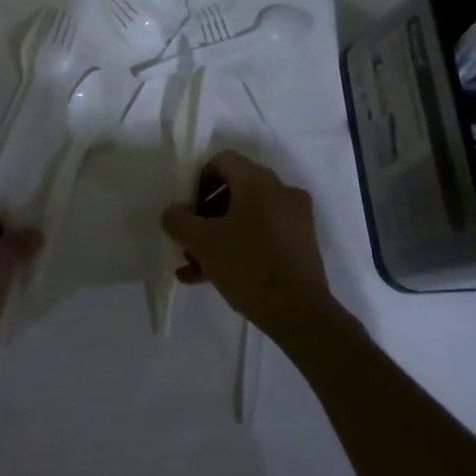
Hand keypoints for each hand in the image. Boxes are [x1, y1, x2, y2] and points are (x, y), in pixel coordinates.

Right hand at [161, 151, 341, 341]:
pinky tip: (212, 278)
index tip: (186, 210)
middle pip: (234, 190)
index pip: (222, 161)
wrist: (299, 313)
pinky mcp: (301, 245)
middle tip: (188, 240)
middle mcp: (281, 191)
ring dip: (218, 236)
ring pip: (247, 217)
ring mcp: (295, 218)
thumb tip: (174, 212)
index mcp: (258, 181)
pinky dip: (238, 248)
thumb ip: (178, 220)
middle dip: (205, 215)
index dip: (197, 181)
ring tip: (193, 266)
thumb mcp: (201, 242)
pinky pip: (262, 236)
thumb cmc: (247, 265)